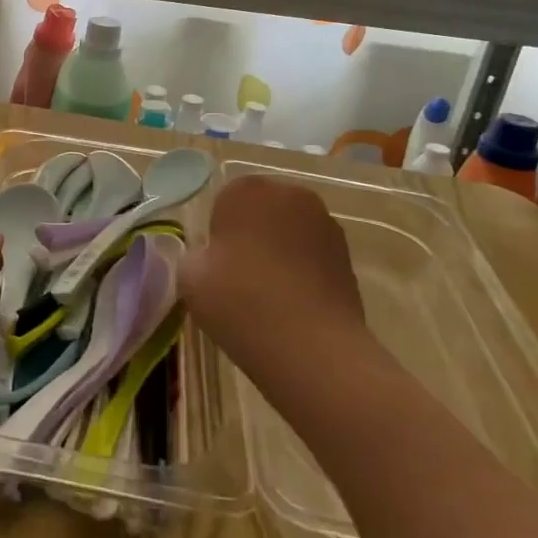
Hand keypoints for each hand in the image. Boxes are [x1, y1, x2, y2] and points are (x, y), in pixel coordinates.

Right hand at [179, 176, 370, 372]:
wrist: (310, 347)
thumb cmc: (240, 301)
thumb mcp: (189, 278)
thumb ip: (196, 256)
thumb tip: (211, 258)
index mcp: (247, 190)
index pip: (225, 200)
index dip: (218, 233)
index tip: (215, 264)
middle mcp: (290, 195)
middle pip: (262, 211)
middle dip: (251, 236)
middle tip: (237, 277)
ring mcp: (326, 225)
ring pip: (290, 233)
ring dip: (279, 253)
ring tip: (267, 295)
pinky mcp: (348, 257)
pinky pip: (312, 257)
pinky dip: (302, 272)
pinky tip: (292, 306)